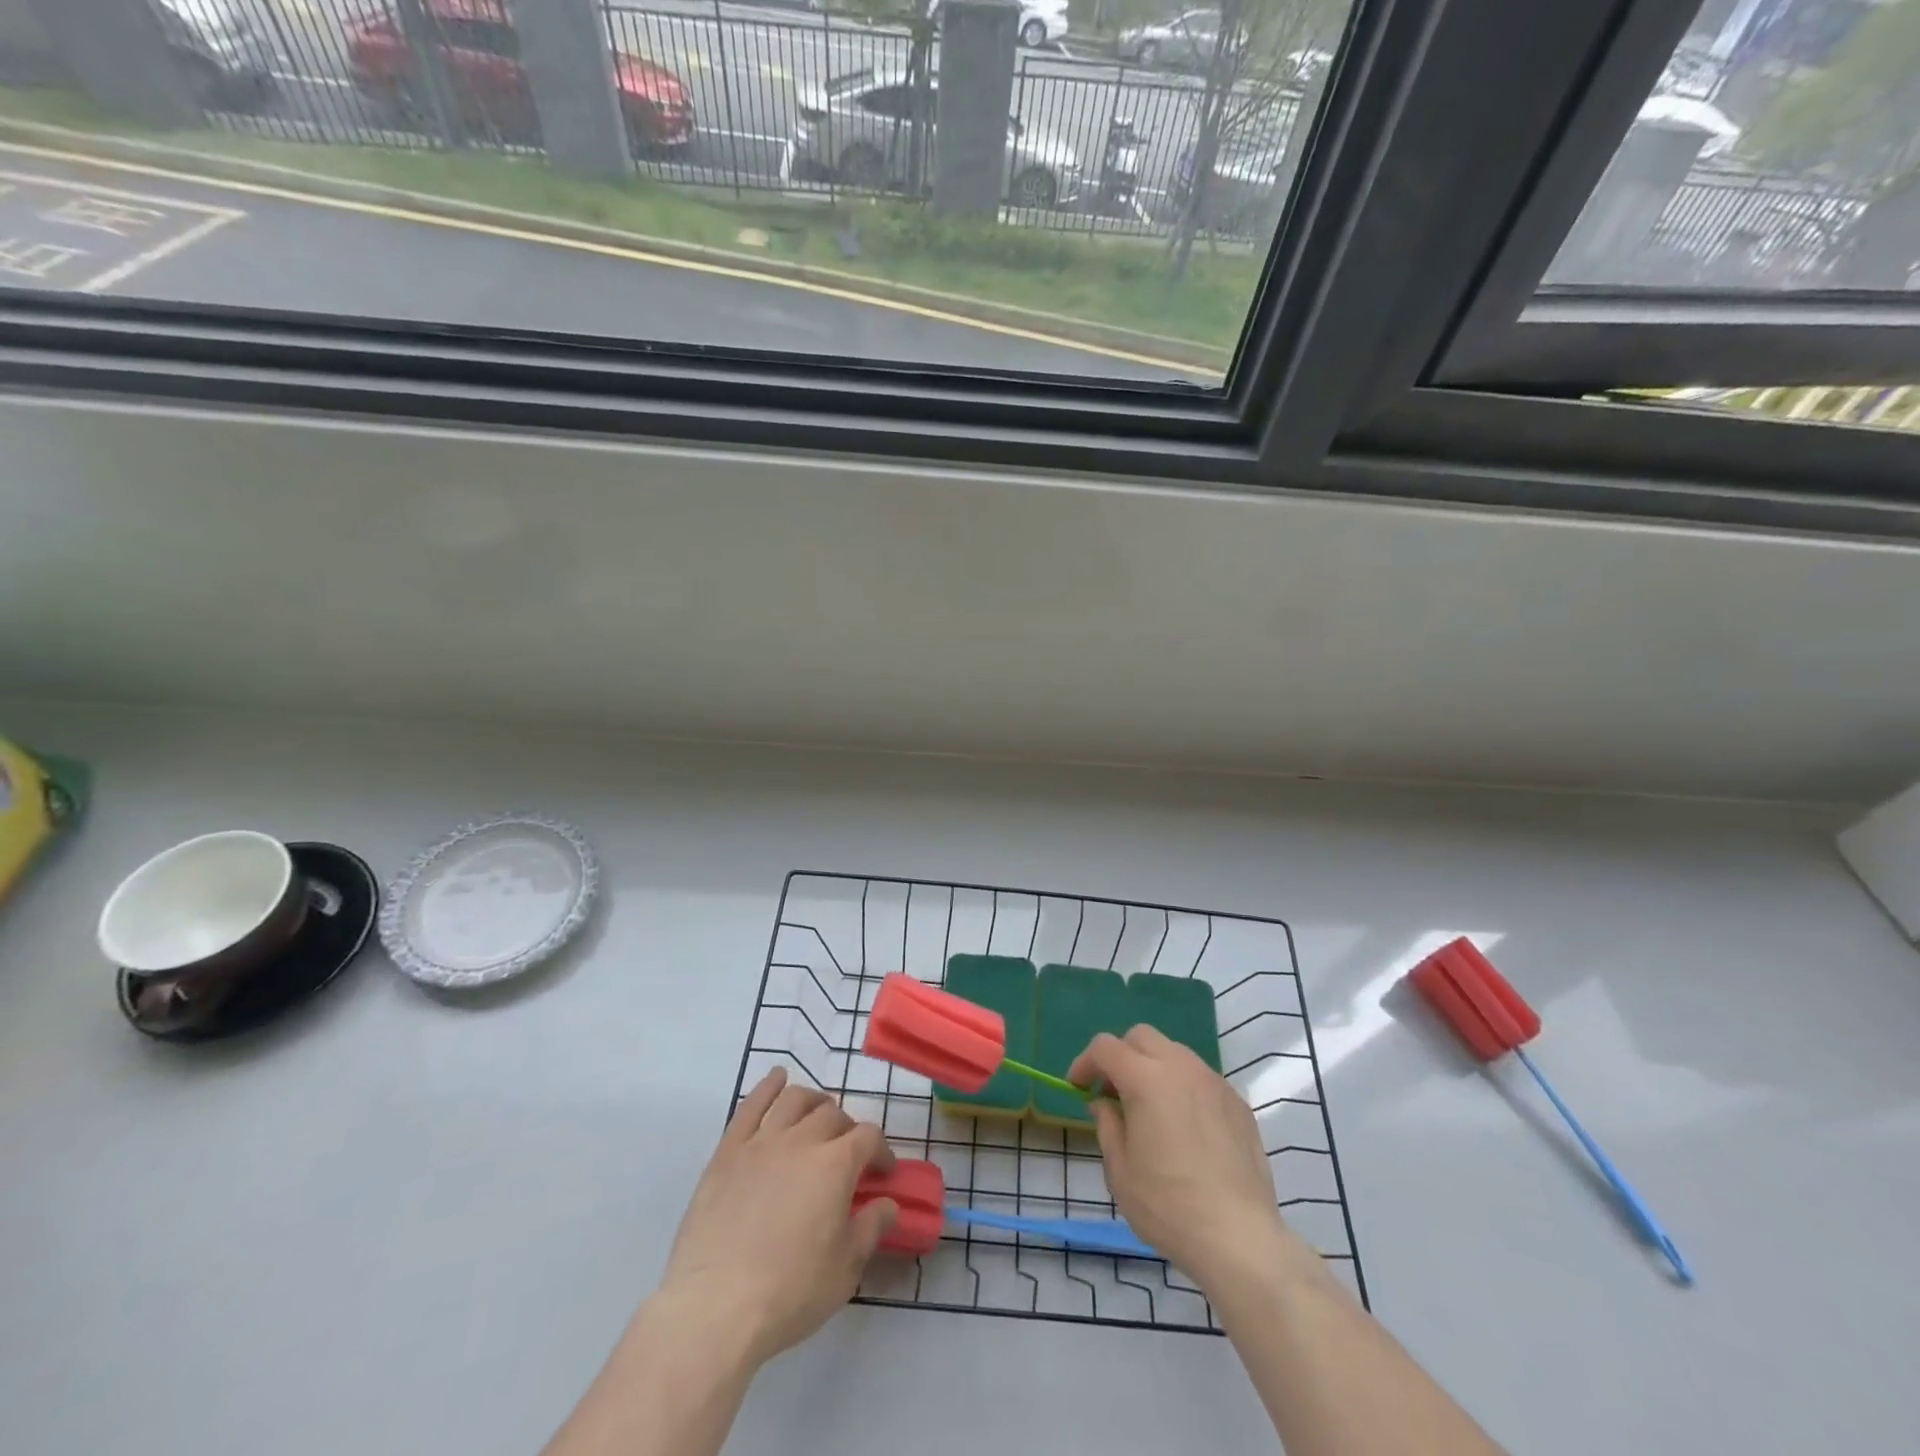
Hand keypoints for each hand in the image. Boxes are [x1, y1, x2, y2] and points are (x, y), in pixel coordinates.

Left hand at [657, 1067, 896, 1367]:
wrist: (715, 1308)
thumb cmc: (789, 1292)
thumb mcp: (845, 1269)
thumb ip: (871, 1228)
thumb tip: (889, 1204)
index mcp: (836, 1165)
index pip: (869, 1137)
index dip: (881, 1151)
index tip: (883, 1173)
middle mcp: (801, 1140)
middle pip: (832, 1115)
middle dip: (848, 1130)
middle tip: (848, 1155)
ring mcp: (761, 1142)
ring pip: (794, 1100)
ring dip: (813, 1102)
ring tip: (818, 1114)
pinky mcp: (727, 1152)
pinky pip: (750, 1106)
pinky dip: (767, 1086)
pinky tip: (777, 1078)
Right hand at [1070, 1026, 1303, 1292]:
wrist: (1239, 1238)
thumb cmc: (1168, 1205)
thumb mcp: (1120, 1170)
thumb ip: (1107, 1125)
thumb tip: (1105, 1103)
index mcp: (1146, 1079)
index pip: (1105, 1047)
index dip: (1085, 1062)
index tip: (1078, 1087)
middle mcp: (1181, 1067)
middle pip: (1142, 1037)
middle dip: (1121, 1056)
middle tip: (1114, 1093)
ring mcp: (1214, 1082)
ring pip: (1175, 1053)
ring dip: (1154, 1068)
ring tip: (1151, 1109)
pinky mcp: (1239, 1103)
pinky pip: (1201, 1079)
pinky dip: (1183, 1088)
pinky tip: (1185, 1128)